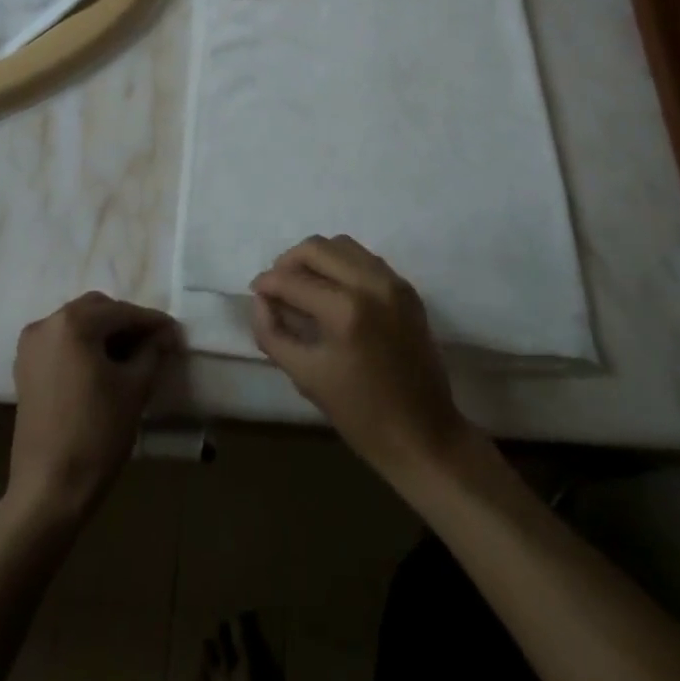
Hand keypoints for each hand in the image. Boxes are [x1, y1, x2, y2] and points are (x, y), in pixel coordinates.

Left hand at [6, 292, 178, 523]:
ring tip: (132, 356)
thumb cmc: (97, 434)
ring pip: (77, 325)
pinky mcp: (25, 369)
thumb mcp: (134, 388)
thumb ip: (152, 351)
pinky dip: (84, 347)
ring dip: (105, 334)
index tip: (175, 333)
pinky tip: (104, 367)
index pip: (122, 312)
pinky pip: (62, 343)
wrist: (49, 491)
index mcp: (73, 323)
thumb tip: (165, 335)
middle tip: (153, 343)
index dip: (152, 322)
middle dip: (126, 323)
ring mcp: (31, 347)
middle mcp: (46, 324)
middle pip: (96, 310)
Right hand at [250, 236, 472, 487]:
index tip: (256, 291)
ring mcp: (393, 282)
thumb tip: (259, 300)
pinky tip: (332, 290)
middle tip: (276, 285)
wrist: (424, 435)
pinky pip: (365, 259)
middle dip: (288, 261)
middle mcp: (370, 283)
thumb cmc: (360, 415)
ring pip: (342, 245)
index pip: (293, 280)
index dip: (267, 283)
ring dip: (316, 258)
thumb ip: (273, 334)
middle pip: (316, 247)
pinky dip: (342, 265)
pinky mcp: (407, 288)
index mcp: (345, 310)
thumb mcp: (306, 377)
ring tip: (302, 285)